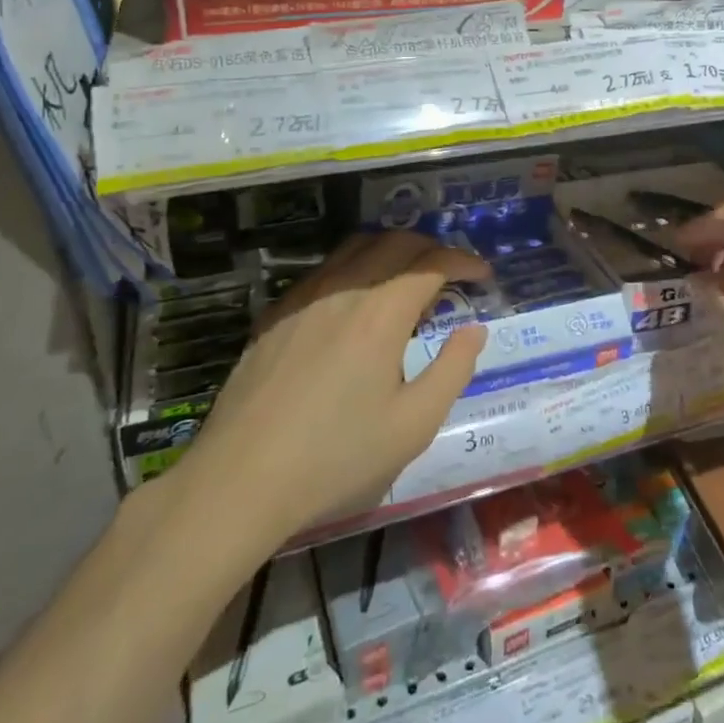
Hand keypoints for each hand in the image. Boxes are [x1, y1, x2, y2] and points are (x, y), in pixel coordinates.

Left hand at [165, 231, 488, 545]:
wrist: (239, 480)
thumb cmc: (336, 456)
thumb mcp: (414, 424)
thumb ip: (453, 370)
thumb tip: (474, 330)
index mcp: (381, 313)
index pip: (432, 262)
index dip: (464, 261)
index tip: (483, 275)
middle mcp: (343, 290)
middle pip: (395, 242)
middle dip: (431, 247)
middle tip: (451, 272)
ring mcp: (303, 299)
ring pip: (355, 248)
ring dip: (391, 250)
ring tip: (407, 279)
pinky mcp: (275, 316)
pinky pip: (324, 271)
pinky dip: (354, 269)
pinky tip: (354, 304)